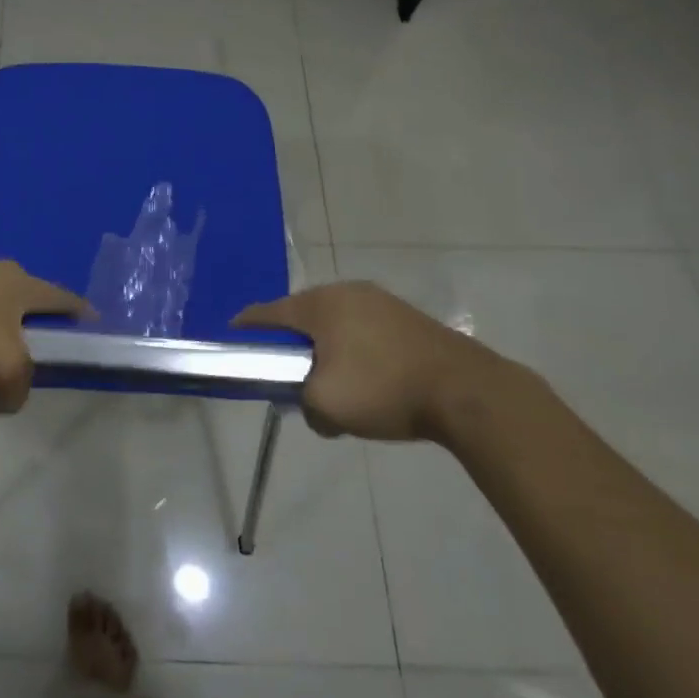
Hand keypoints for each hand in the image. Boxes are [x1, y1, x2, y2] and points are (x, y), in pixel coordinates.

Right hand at [235, 280, 505, 440]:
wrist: (466, 390)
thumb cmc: (384, 390)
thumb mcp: (326, 405)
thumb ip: (302, 403)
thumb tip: (310, 405)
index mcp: (318, 305)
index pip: (266, 312)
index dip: (245, 328)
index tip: (232, 342)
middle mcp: (344, 291)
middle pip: (300, 314)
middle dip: (289, 342)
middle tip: (286, 372)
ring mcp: (378, 300)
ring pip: (334, 321)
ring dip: (324, 346)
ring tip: (328, 379)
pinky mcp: (404, 315)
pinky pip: (362, 327)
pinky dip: (353, 347)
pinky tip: (364, 376)